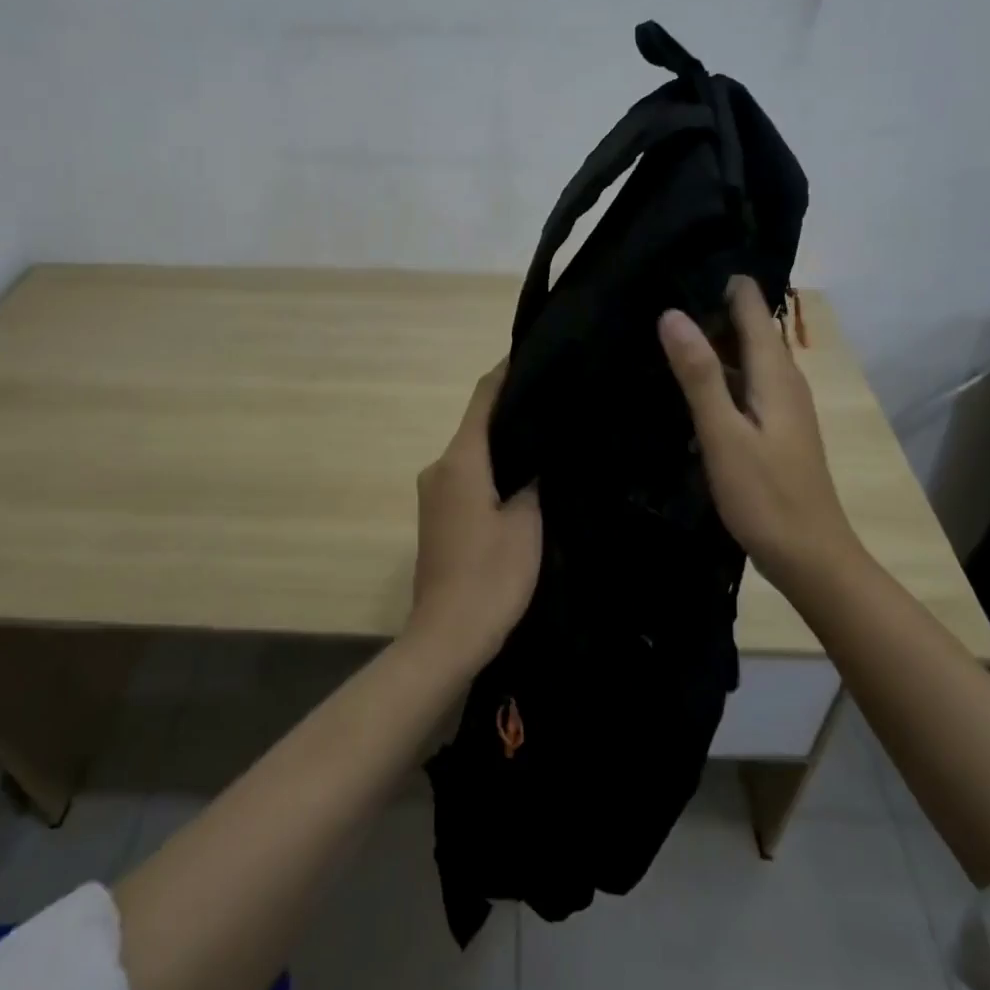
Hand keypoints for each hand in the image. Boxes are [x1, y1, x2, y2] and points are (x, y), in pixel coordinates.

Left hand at [406, 362, 541, 672]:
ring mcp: (434, 493)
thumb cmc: (491, 577)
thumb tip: (537, 451)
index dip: (506, 371)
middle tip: (555, 400)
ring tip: (546, 434)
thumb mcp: (526, 523)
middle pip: (477, 424)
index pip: (483, 398)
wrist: (447, 637)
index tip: (533, 352)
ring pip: (473, 452)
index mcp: (460, 461)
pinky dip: (492, 468)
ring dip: (503, 442)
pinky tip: (523, 475)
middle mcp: (439, 467)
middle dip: (511, 409)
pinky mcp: (437, 516)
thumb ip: (532, 478)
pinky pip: (468, 476)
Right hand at [657, 277, 859, 590]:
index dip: (722, 282)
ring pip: (745, 357)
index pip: (751, 306)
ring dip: (711, 342)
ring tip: (663, 329)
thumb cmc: (766, 495)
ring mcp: (781, 406)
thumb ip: (699, 374)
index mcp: (775, 373)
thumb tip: (672, 313)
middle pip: (748, 328)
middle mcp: (783, 380)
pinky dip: (717, 374)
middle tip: (658, 293)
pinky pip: (744, 384)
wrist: (810, 556)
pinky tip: (688, 383)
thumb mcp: (724, 434)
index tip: (681, 262)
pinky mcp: (774, 428)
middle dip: (710, 308)